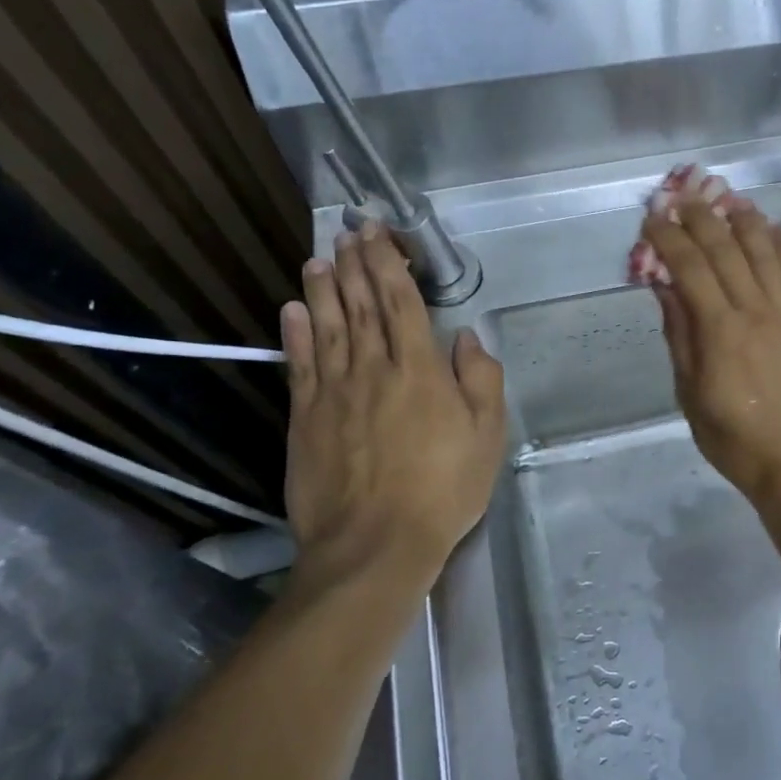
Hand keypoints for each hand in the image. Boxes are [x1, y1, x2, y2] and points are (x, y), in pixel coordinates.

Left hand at [280, 224, 505, 593]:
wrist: (375, 545)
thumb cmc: (443, 490)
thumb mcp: (487, 436)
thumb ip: (480, 380)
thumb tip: (466, 336)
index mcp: (420, 370)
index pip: (401, 303)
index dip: (388, 264)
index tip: (377, 235)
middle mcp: (373, 369)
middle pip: (362, 306)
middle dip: (354, 265)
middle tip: (347, 233)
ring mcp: (334, 393)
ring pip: (328, 328)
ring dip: (323, 289)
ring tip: (319, 259)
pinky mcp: (305, 419)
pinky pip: (299, 366)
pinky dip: (296, 334)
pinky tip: (292, 310)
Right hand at [643, 196, 780, 501]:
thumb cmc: (734, 439)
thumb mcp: (691, 394)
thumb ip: (680, 336)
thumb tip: (666, 288)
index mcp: (720, 331)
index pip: (690, 268)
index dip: (669, 238)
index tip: (653, 219)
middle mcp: (756, 311)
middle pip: (727, 250)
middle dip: (702, 219)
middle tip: (684, 200)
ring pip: (766, 253)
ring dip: (744, 222)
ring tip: (728, 202)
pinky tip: (769, 233)